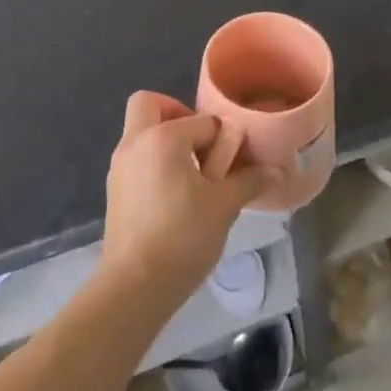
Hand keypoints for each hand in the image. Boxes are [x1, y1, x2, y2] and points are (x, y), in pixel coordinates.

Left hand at [100, 91, 283, 303]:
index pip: (201, 121)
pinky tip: (176, 198)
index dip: (222, 137)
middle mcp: (135, 143)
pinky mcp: (114, 191)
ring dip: (165, 141)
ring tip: (193, 177)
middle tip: (201, 144)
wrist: (134, 286)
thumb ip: (249, 181)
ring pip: (140, 134)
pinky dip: (154, 164)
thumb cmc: (183, 236)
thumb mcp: (224, 206)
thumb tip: (277, 171)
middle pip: (149, 104)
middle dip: (176, 113)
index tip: (233, 161)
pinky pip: (136, 160)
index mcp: (162, 138)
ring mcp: (119, 167)